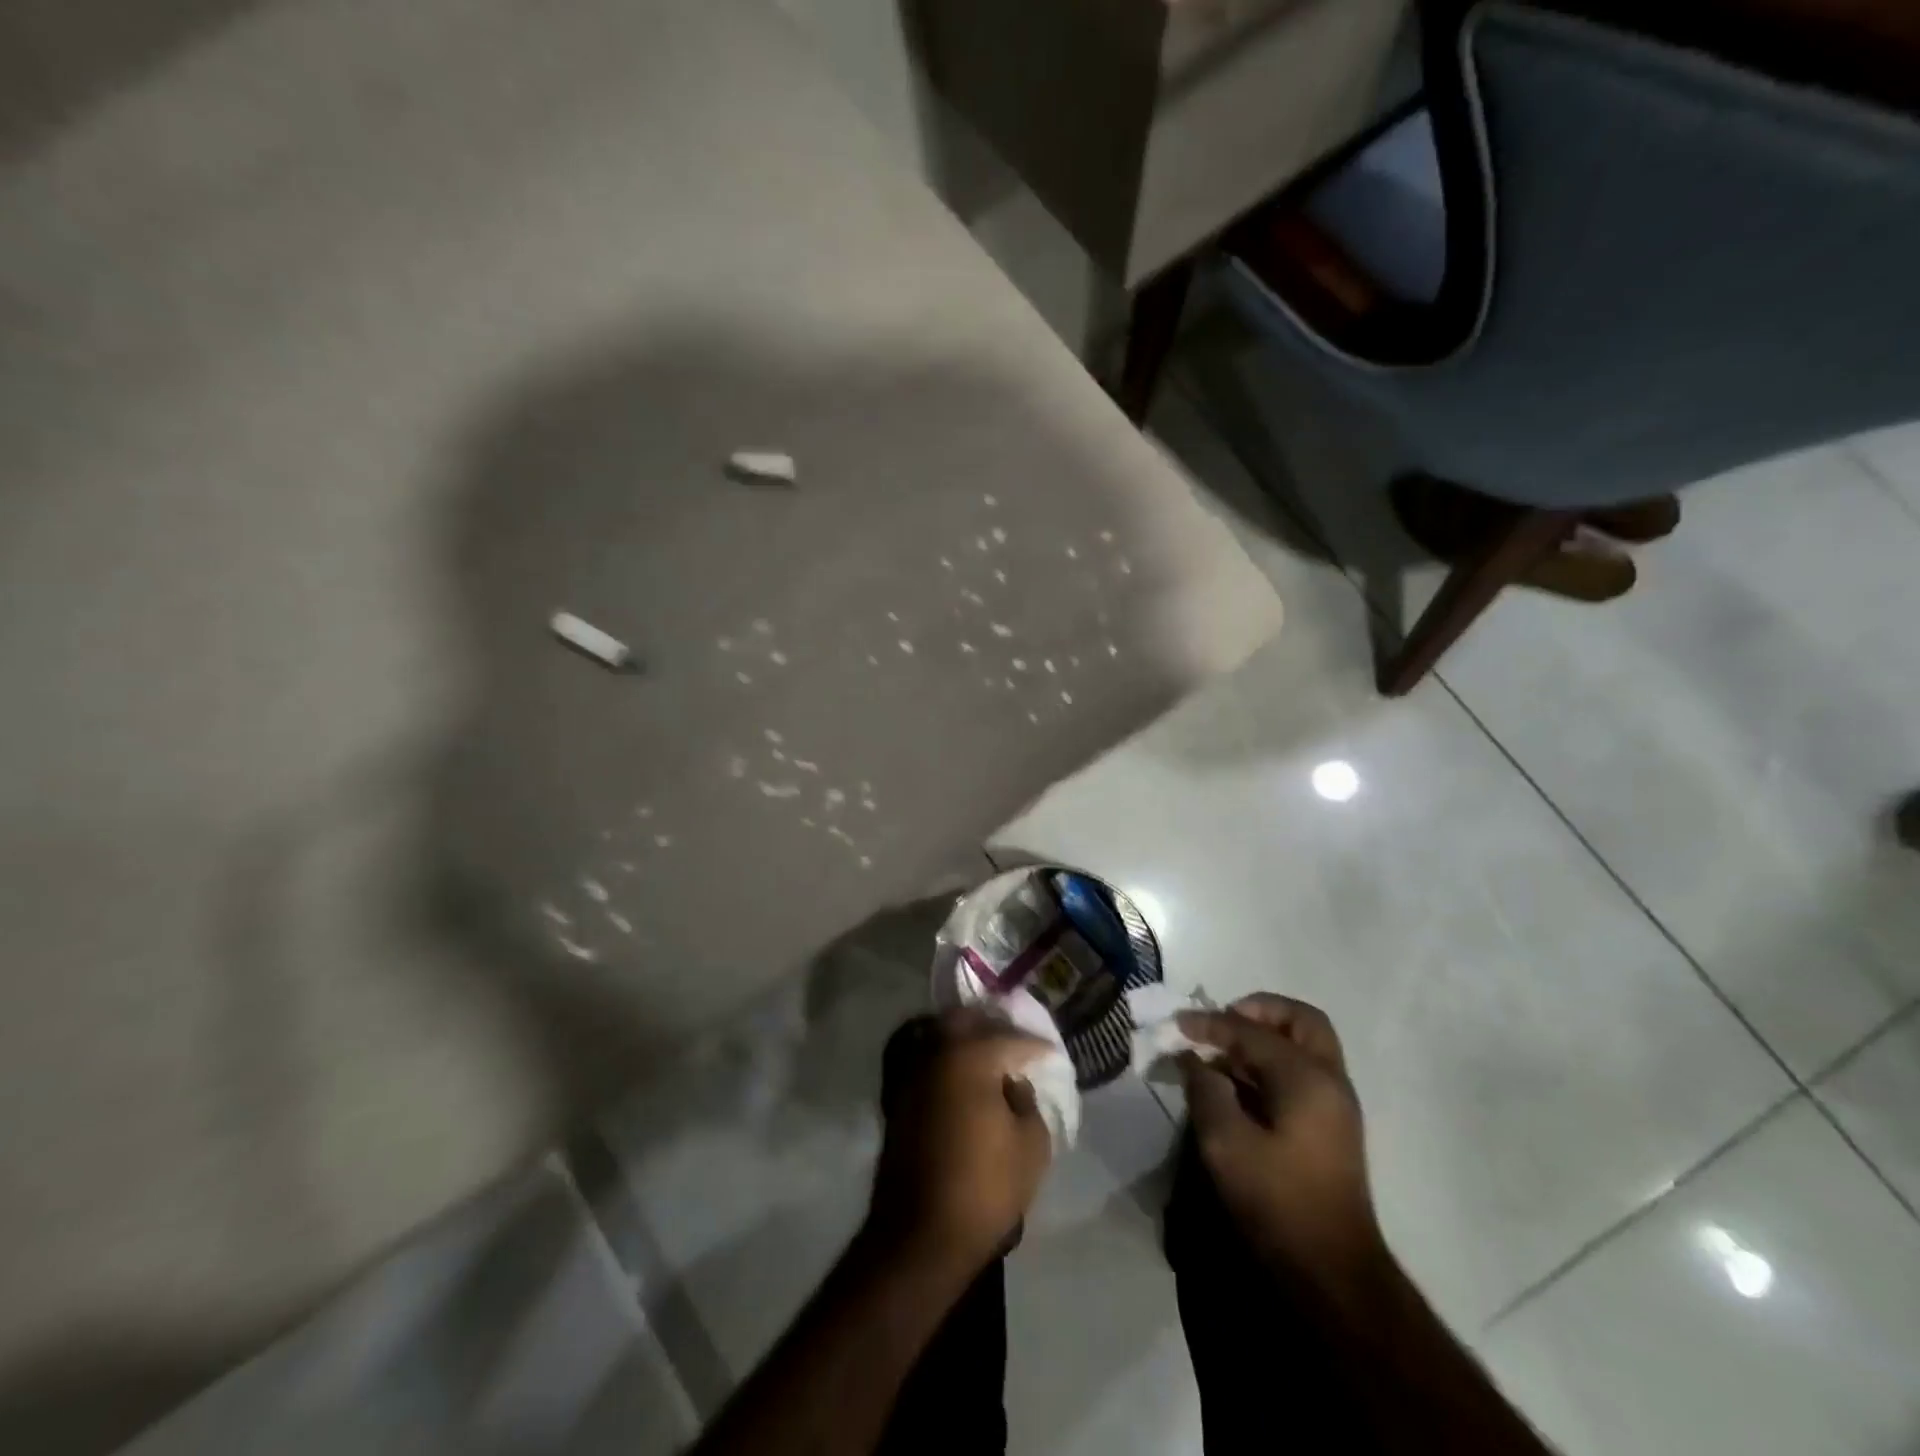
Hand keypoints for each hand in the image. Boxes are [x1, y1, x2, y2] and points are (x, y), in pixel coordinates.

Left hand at [865, 1010, 1055, 1271]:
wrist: (921, 1235)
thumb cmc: (985, 1187)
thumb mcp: (1031, 1145)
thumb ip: (1027, 1101)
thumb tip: (1012, 1084)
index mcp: (970, 1055)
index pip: (1011, 1038)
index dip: (1036, 1046)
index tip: (1050, 1055)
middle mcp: (936, 1052)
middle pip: (964, 1020)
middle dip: (992, 1026)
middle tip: (1014, 1043)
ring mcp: (910, 1073)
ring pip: (938, 1034)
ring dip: (963, 1039)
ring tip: (987, 1058)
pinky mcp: (895, 1098)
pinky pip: (922, 1060)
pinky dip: (942, 1059)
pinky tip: (961, 1079)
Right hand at [1180, 994, 1383, 1279]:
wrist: (1332, 1274)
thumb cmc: (1278, 1202)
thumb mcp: (1226, 1144)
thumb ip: (1205, 1090)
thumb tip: (1192, 1058)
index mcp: (1307, 1078)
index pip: (1251, 1030)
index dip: (1210, 1023)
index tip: (1176, 1024)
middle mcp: (1330, 1080)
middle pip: (1300, 1021)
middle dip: (1258, 1011)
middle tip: (1221, 1022)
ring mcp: (1335, 1104)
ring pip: (1304, 1045)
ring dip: (1264, 1037)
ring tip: (1221, 1053)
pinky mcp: (1330, 1126)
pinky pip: (1302, 1072)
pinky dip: (1271, 1063)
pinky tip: (1237, 1083)